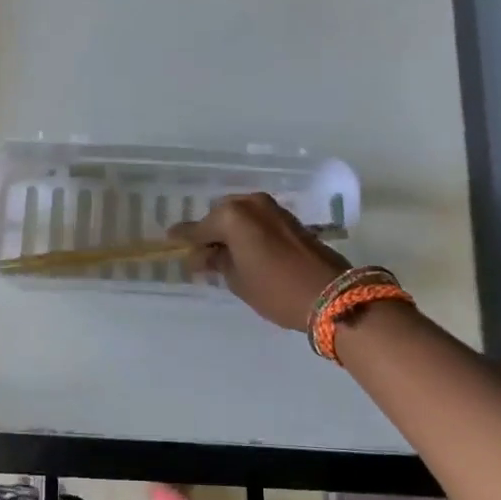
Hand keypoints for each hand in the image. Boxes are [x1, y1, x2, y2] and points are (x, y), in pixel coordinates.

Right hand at [168, 193, 349, 330]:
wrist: (331, 295)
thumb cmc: (275, 289)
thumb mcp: (237, 280)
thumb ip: (215, 262)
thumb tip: (201, 255)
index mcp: (232, 216)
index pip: (198, 228)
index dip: (183, 237)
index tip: (169, 240)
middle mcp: (251, 204)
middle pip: (219, 216)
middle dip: (209, 233)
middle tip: (201, 255)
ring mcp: (273, 209)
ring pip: (240, 216)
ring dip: (229, 231)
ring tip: (222, 254)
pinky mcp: (289, 219)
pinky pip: (256, 220)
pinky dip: (247, 231)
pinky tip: (243, 250)